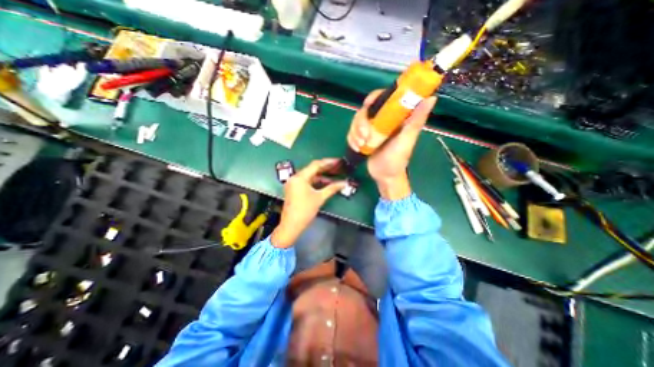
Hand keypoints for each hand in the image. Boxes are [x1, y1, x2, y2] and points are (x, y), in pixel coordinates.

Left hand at [270, 157, 345, 249]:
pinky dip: (316, 182)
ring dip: (322, 176)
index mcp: (300, 177)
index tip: (339, 161)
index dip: (328, 162)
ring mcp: (294, 183)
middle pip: (312, 169)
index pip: (316, 165)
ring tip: (335, 175)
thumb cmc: (305, 211)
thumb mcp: (320, 198)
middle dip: (326, 168)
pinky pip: (307, 182)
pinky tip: (326, 183)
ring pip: (310, 176)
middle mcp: (295, 177)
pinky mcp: (294, 189)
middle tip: (338, 166)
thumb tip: (345, 183)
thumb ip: (332, 188)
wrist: (291, 225)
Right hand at [344, 89, 435, 199]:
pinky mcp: (363, 137)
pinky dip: (352, 139)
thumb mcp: (407, 140)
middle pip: (365, 110)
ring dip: (355, 133)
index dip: (373, 98)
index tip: (367, 106)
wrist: (384, 176)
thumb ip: (416, 121)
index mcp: (395, 117)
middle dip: (361, 123)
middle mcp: (382, 120)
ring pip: (356, 121)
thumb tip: (431, 98)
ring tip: (360, 146)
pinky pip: (352, 132)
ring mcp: (371, 129)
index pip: (383, 98)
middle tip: (364, 137)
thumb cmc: (397, 159)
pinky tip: (357, 148)